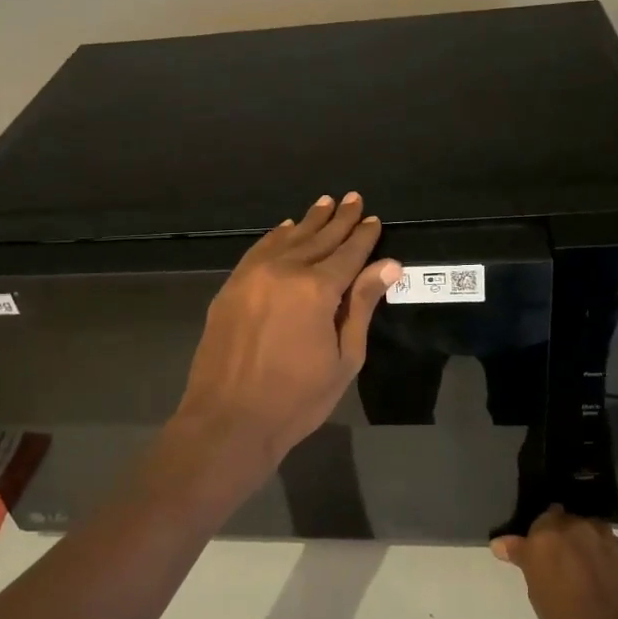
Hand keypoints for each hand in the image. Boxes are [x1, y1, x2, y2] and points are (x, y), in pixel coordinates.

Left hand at [172, 193, 400, 483]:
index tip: (374, 219)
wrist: (228, 419)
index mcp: (317, 290)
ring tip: (325, 203)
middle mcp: (284, 271)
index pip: (348, 254)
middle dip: (339, 219)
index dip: (363, 236)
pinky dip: (276, 236)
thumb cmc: (297, 398)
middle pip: (318, 238)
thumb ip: (362, 306)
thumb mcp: (344, 358)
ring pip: (287, 238)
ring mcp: (252, 276)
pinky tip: (286, 228)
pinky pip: (258, 250)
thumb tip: (388, 265)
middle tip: (354, 199)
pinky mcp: (231, 287)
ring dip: (308, 221)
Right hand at [493, 507, 617, 618]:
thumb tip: (501, 544)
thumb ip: (525, 563)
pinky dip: (594, 548)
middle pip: (553, 520)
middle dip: (550, 536)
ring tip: (576, 566)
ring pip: (578, 526)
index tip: (522, 559)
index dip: (525, 547)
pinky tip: (596, 571)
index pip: (526, 533)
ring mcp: (598, 534)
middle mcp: (570, 527)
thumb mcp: (538, 598)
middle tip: (552, 563)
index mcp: (542, 540)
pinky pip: (599, 537)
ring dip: (574, 539)